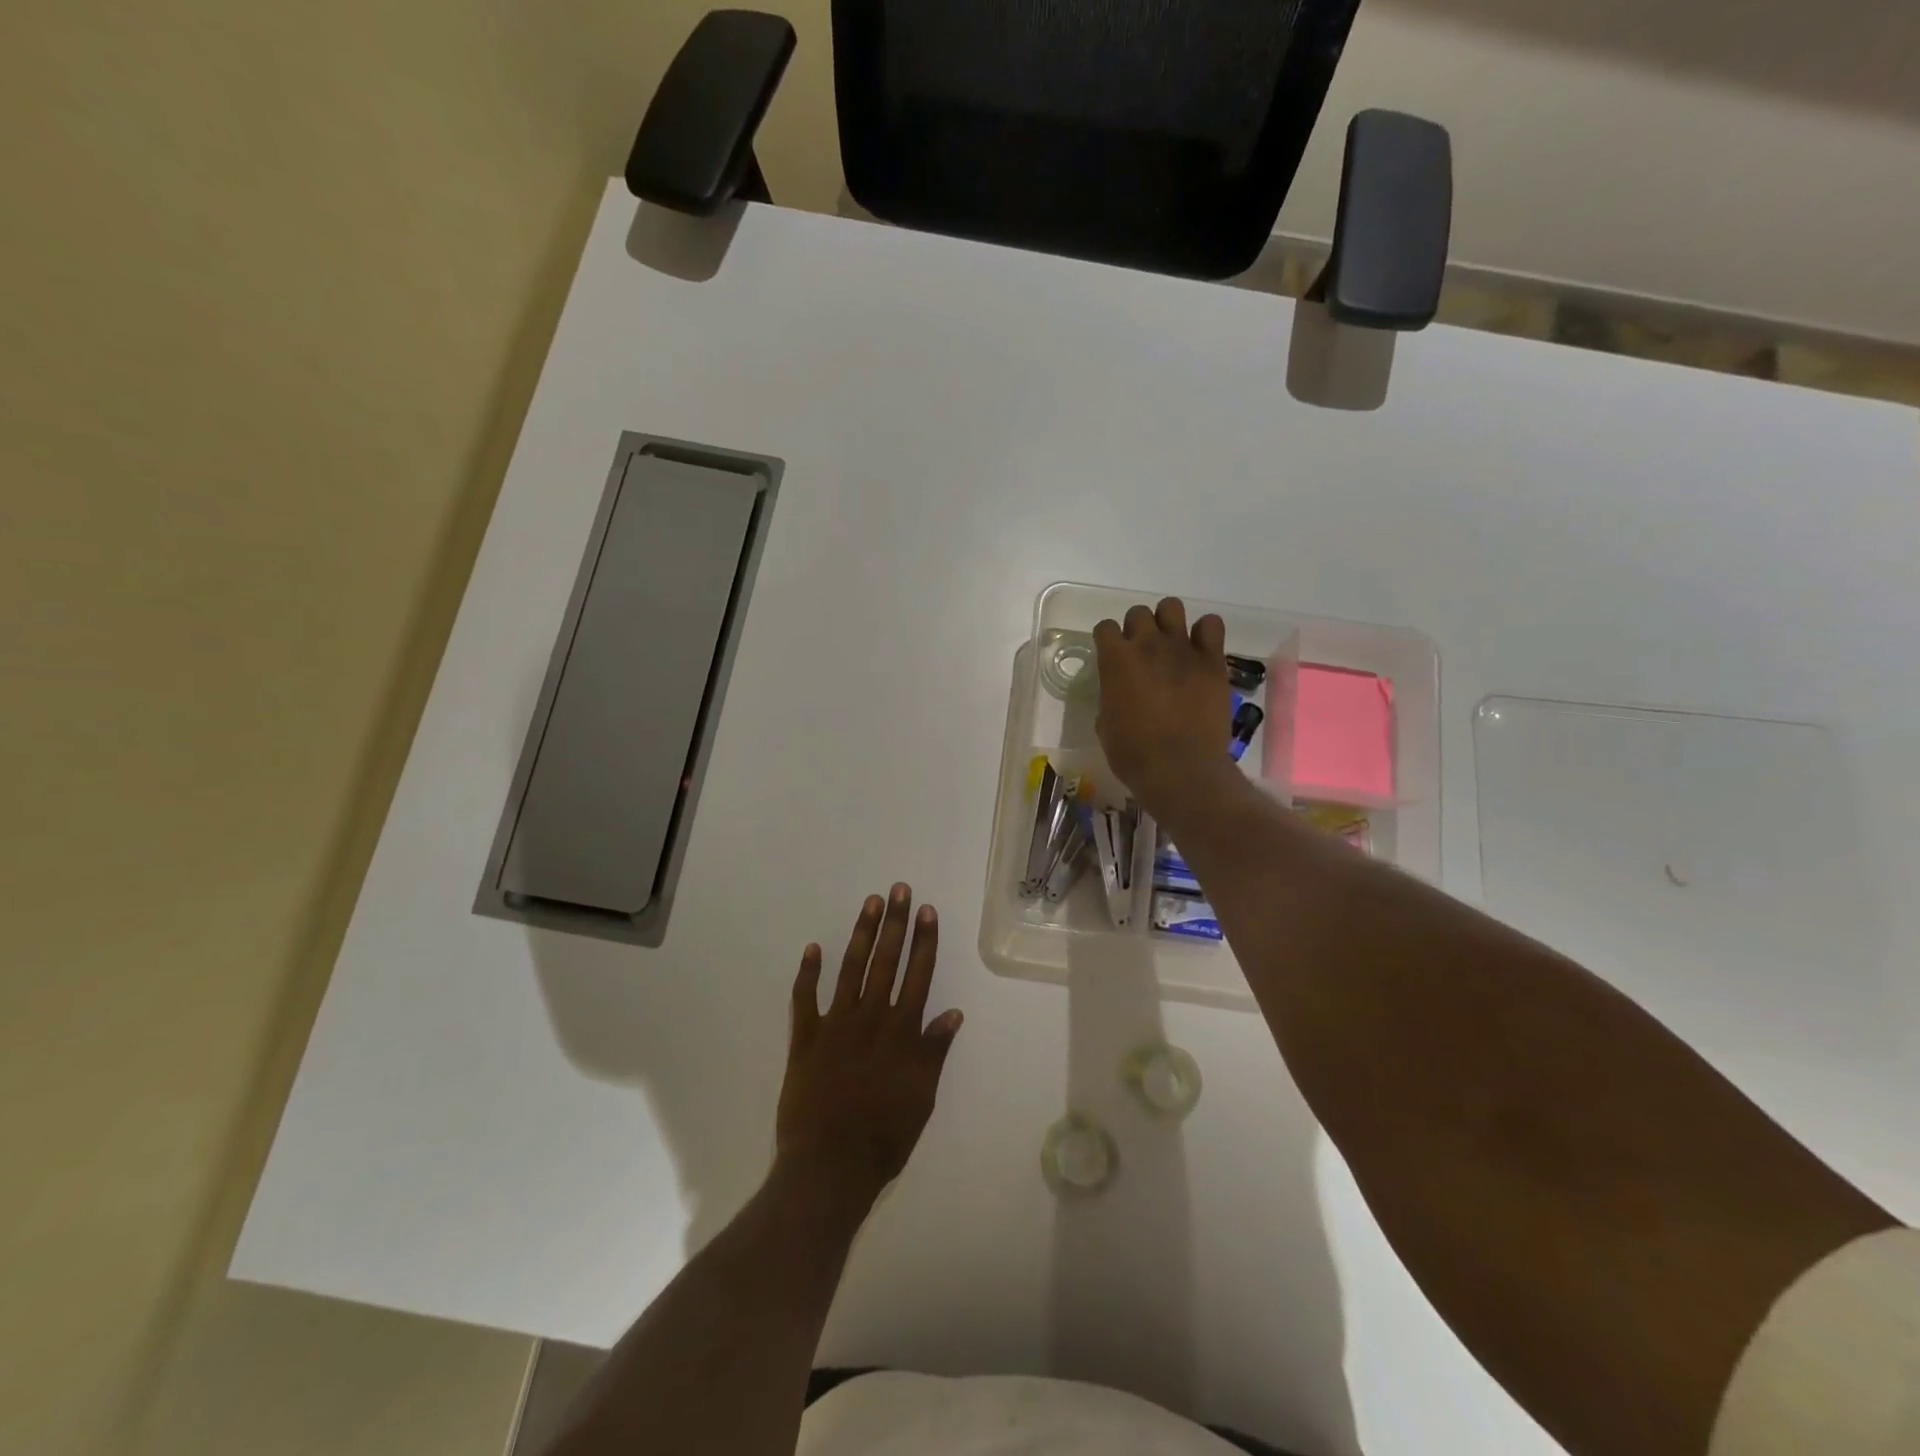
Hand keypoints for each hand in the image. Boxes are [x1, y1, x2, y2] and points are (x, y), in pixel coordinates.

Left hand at [776, 885, 963, 1216]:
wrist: (828, 1167)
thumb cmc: (884, 1137)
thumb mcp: (921, 1098)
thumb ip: (934, 1052)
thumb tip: (953, 1012)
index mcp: (901, 1032)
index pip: (918, 975)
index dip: (924, 941)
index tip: (927, 911)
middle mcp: (870, 1019)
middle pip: (886, 962)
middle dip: (896, 924)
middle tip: (899, 890)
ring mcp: (835, 1026)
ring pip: (851, 969)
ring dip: (862, 934)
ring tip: (870, 903)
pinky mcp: (805, 1039)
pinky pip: (804, 1000)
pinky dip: (808, 973)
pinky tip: (813, 948)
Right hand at [1093, 597, 1236, 818]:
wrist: (1180, 769)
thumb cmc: (1133, 754)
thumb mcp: (1106, 726)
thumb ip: (1111, 698)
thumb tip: (1120, 694)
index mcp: (1115, 660)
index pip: (1104, 628)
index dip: (1107, 641)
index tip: (1111, 657)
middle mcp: (1147, 645)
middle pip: (1138, 613)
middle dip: (1137, 629)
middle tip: (1142, 654)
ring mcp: (1183, 649)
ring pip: (1172, 607)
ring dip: (1168, 622)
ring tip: (1171, 645)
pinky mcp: (1212, 661)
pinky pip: (1211, 625)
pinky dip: (1204, 633)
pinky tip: (1200, 652)